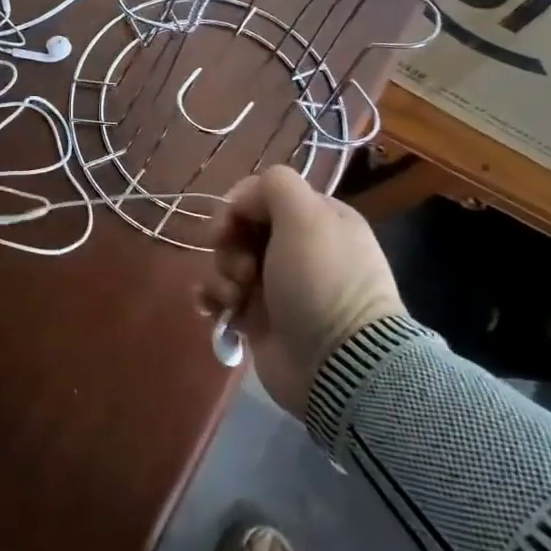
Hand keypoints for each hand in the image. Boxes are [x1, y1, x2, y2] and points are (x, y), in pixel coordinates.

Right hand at [196, 166, 404, 414]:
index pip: (264, 194)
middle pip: (241, 227)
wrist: (337, 364)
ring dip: (221, 274)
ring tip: (236, 297)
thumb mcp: (307, 216)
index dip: (240, 205)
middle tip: (243, 269)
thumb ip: (275, 186)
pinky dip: (213, 298)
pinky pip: (222, 295)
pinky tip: (214, 308)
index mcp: (319, 218)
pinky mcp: (259, 317)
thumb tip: (244, 200)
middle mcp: (300, 248)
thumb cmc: (321, 282)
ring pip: (227, 260)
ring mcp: (279, 284)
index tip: (230, 225)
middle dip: (229, 244)